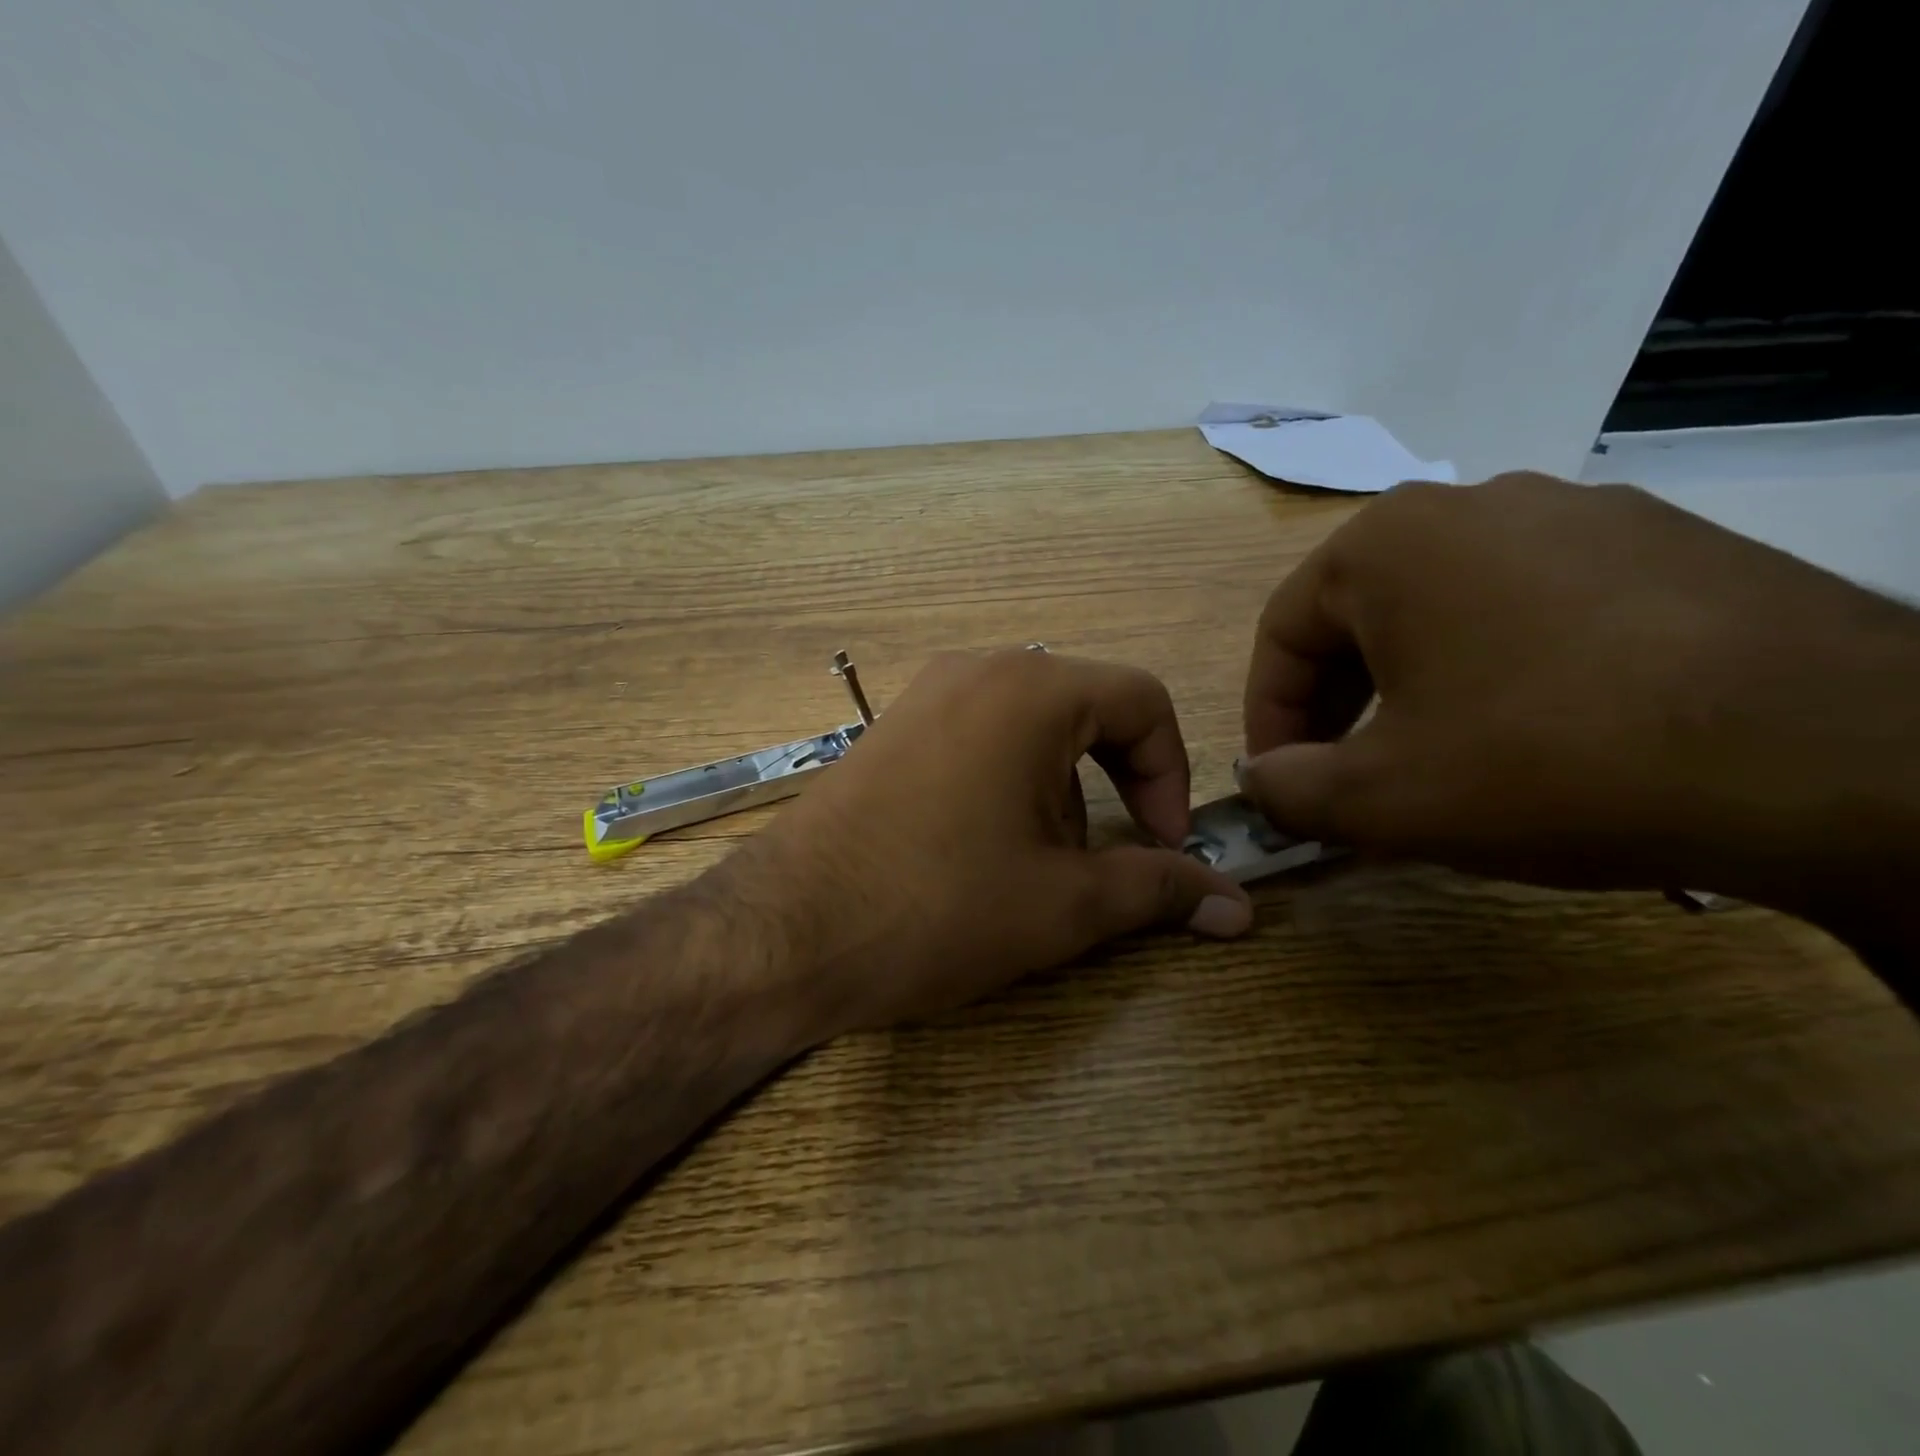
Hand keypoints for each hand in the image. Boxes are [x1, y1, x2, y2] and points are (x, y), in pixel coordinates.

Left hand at [741, 649, 1251, 1032]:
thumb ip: (1157, 890)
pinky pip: (978, 737)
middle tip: (1095, 862)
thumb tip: (1238, 905)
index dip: (1172, 772)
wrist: (785, 931)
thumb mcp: (1062, 905)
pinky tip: (976, 850)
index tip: (1166, 843)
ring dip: (1058, 791)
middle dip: (1112, 785)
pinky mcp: (891, 729)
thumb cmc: (937, 908)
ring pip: (1030, 728)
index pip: (1142, 701)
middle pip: (1085, 710)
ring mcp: (925, 695)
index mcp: (1031, 690)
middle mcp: (977, 670)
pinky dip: (1005, 783)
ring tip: (1029, 866)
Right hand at [1238, 473, 1919, 924]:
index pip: (1283, 633)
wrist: (1835, 759)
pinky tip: (1538, 732)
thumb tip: (1259, 780)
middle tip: (1349, 777)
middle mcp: (1474, 504)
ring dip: (1414, 687)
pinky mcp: (1665, 544)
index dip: (1268, 717)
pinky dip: (1501, 669)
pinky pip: (1535, 608)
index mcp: (1386, 542)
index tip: (1281, 781)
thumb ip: (1286, 790)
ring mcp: (1581, 514)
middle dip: (1338, 705)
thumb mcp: (1381, 799)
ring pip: (1446, 610)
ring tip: (1439, 759)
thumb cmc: (1548, 760)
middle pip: (1361, 616)